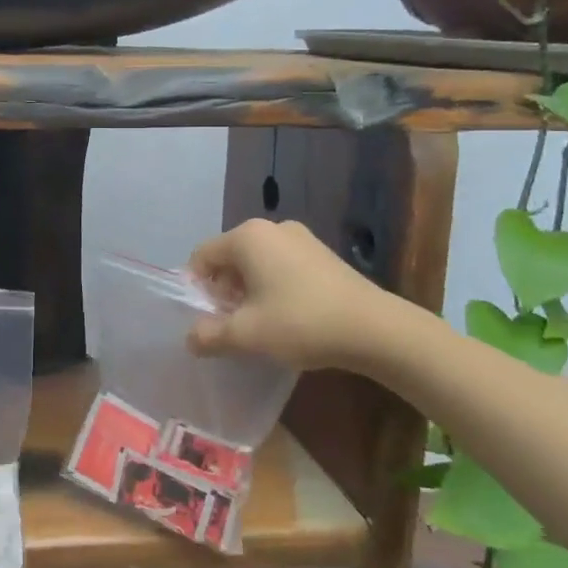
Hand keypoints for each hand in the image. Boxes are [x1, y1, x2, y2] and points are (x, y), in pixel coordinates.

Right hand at [186, 217, 415, 371]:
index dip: (196, 288)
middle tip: (232, 324)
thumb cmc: (301, 323)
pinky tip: (287, 316)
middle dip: (223, 290)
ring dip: (248, 291)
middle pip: (229, 257)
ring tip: (260, 324)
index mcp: (247, 237)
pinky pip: (282, 265)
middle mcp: (272, 228)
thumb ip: (210, 335)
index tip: (206, 319)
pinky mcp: (322, 254)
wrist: (376, 329)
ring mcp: (301, 238)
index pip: (202, 256)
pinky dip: (273, 286)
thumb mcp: (247, 335)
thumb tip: (190, 338)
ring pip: (257, 262)